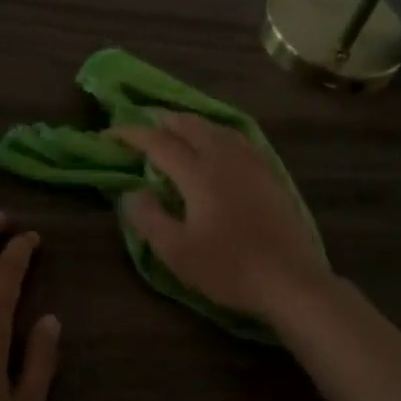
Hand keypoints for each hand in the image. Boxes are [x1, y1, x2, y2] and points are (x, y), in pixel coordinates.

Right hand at [109, 113, 331, 321]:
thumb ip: (148, 218)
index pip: (158, 142)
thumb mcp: (177, 252)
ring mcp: (251, 163)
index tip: (109, 134)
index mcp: (199, 173)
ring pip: (216, 128)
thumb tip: (131, 192)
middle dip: (161, 120)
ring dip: (189, 123)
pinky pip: (237, 138)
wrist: (290, 280)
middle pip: (189, 125)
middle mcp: (224, 158)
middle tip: (141, 125)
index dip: (131, 134)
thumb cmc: (229, 268)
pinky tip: (217, 143)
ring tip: (174, 128)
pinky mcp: (269, 173)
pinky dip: (216, 132)